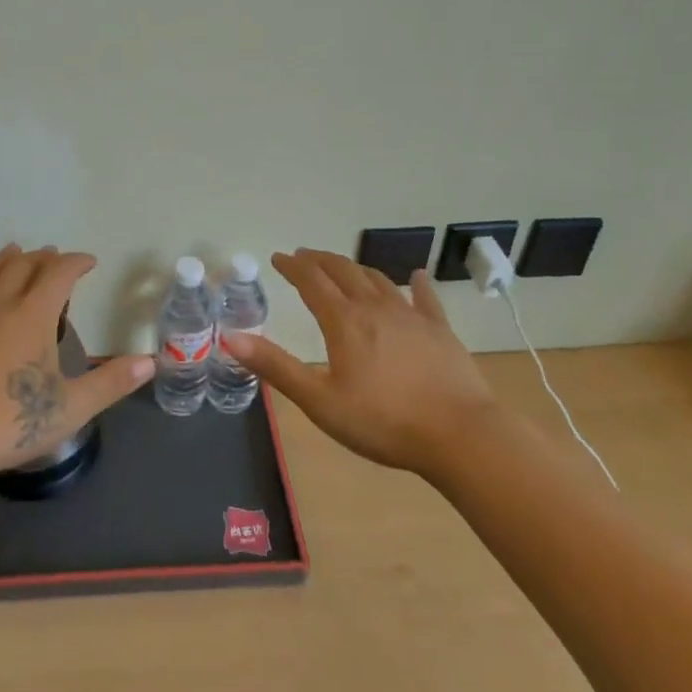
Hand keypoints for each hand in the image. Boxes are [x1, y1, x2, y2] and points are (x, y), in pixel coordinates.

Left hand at [0, 245, 155, 484]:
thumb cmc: (8, 423)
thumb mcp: (69, 408)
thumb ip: (110, 383)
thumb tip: (150, 362)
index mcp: (34, 314)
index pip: (60, 273)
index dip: (76, 262)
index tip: (88, 261)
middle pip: (24, 264)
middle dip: (43, 257)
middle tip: (55, 257)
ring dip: (7, 258)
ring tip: (16, 252)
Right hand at [222, 249, 494, 476]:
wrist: (461, 435)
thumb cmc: (384, 422)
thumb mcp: (320, 401)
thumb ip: (276, 367)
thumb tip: (230, 338)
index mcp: (344, 321)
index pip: (311, 282)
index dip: (292, 267)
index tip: (277, 258)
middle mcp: (374, 307)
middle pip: (342, 271)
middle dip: (319, 260)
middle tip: (304, 256)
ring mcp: (411, 315)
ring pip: (377, 279)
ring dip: (355, 268)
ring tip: (343, 267)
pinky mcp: (440, 330)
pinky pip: (424, 298)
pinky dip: (415, 283)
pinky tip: (415, 276)